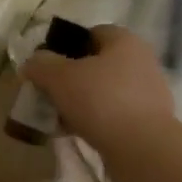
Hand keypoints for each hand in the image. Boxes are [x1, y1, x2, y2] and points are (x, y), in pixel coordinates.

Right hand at [21, 25, 173, 158]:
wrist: (141, 148)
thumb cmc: (100, 100)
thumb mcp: (59, 77)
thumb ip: (41, 65)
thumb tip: (32, 63)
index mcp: (125, 41)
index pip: (92, 33)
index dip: (66, 46)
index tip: (48, 66)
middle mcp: (141, 61)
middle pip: (98, 64)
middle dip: (72, 78)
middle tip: (50, 94)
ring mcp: (149, 92)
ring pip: (105, 91)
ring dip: (83, 102)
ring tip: (61, 118)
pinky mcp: (149, 121)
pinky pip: (115, 114)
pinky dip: (96, 120)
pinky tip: (78, 133)